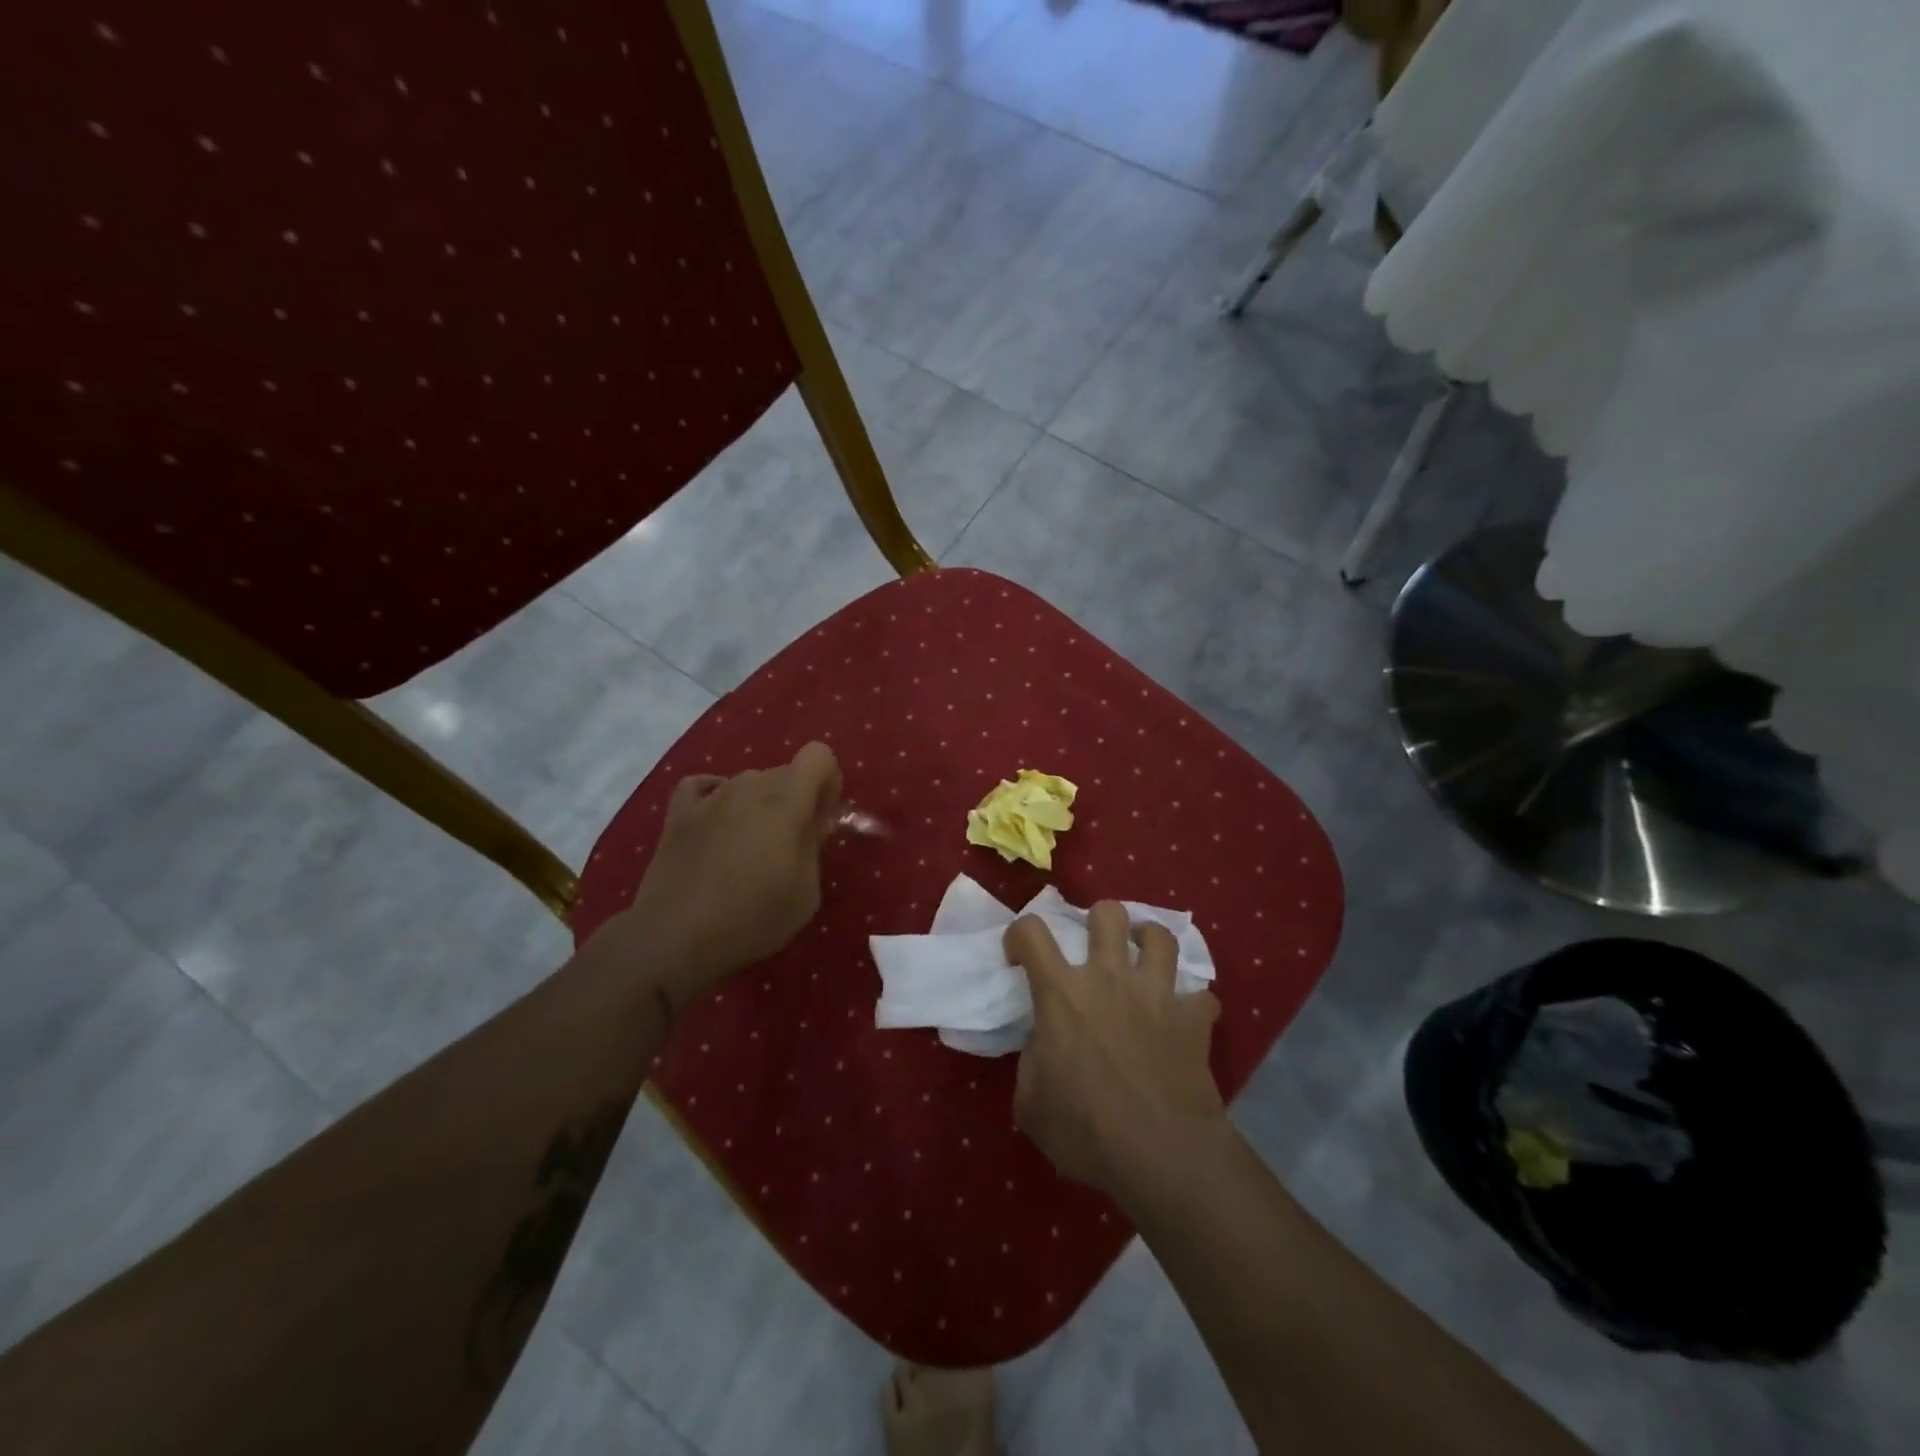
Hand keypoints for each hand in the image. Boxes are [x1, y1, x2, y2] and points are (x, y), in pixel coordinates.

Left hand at [621, 741, 842, 1017]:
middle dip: (796, 799)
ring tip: (749, 847)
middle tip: (790, 844)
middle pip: (785, 772)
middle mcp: (749, 787)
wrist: (675, 938)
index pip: (819, 756)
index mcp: (786, 801)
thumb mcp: (806, 893)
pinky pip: (703, 786)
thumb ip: (815, 847)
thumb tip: (814, 822)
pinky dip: (716, 797)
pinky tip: (717, 822)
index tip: (822, 819)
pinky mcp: (678, 814)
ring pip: (748, 782)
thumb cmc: (752, 919)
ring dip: (759, 804)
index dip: (828, 782)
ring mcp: (710, 797)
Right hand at [1005, 902, 1226, 1199]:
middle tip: (1095, 946)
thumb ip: (1031, 1061)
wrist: (1161, 1153)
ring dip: (1149, 941)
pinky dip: (1193, 1003)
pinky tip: (1185, 1015)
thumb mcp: (1031, 1104)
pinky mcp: (1193, 1019)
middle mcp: (1109, 978)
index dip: (1020, 935)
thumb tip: (1043, 1045)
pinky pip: (1202, 996)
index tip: (1020, 958)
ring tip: (1143, 957)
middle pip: (1107, 914)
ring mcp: (1157, 993)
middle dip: (1098, 920)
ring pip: (1160, 936)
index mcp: (1062, 994)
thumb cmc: (1085, 1130)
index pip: (1032, 932)